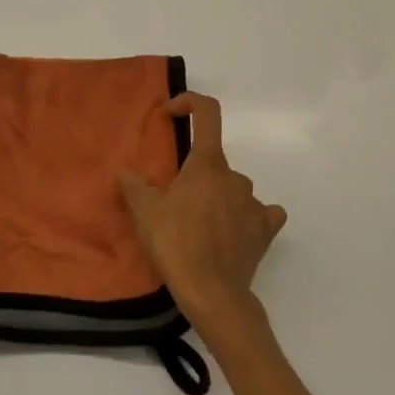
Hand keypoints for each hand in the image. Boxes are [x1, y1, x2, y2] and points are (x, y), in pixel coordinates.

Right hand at [119, 92, 285, 327]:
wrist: (212, 292)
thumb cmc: (175, 242)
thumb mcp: (143, 211)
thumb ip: (133, 185)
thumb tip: (129, 176)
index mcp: (207, 163)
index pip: (207, 112)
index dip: (190, 102)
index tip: (171, 114)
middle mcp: (235, 177)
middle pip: (214, 162)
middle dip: (195, 174)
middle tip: (173, 199)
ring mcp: (255, 204)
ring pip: (233, 189)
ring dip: (218, 197)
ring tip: (198, 223)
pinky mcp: (265, 232)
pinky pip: (260, 214)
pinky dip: (248, 217)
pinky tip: (235, 231)